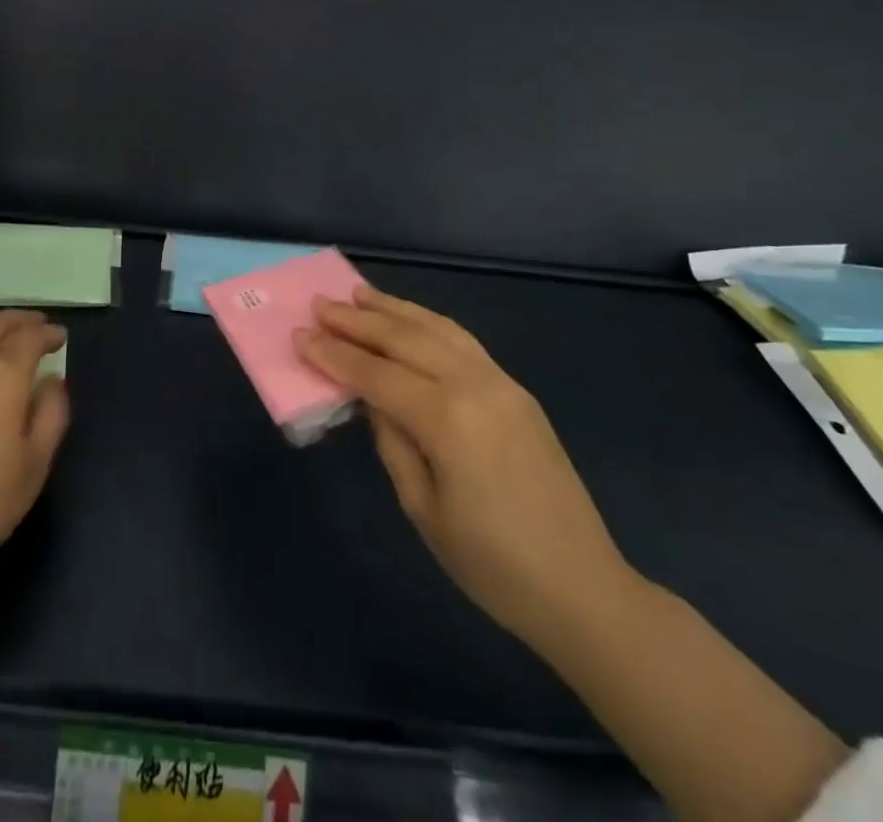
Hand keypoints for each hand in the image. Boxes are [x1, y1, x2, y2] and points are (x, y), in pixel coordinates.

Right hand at [298, 288, 633, 646]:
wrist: (582, 588)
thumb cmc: (492, 565)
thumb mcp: (423, 508)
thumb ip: (392, 441)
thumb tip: (372, 397)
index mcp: (448, 420)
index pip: (376, 374)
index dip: (334, 355)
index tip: (300, 334)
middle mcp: (475, 385)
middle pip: (405, 339)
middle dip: (358, 319)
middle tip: (320, 304)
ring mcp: (501, 382)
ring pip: (437, 328)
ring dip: (394, 308)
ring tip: (359, 293)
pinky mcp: (516, 389)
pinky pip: (463, 341)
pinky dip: (429, 322)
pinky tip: (410, 318)